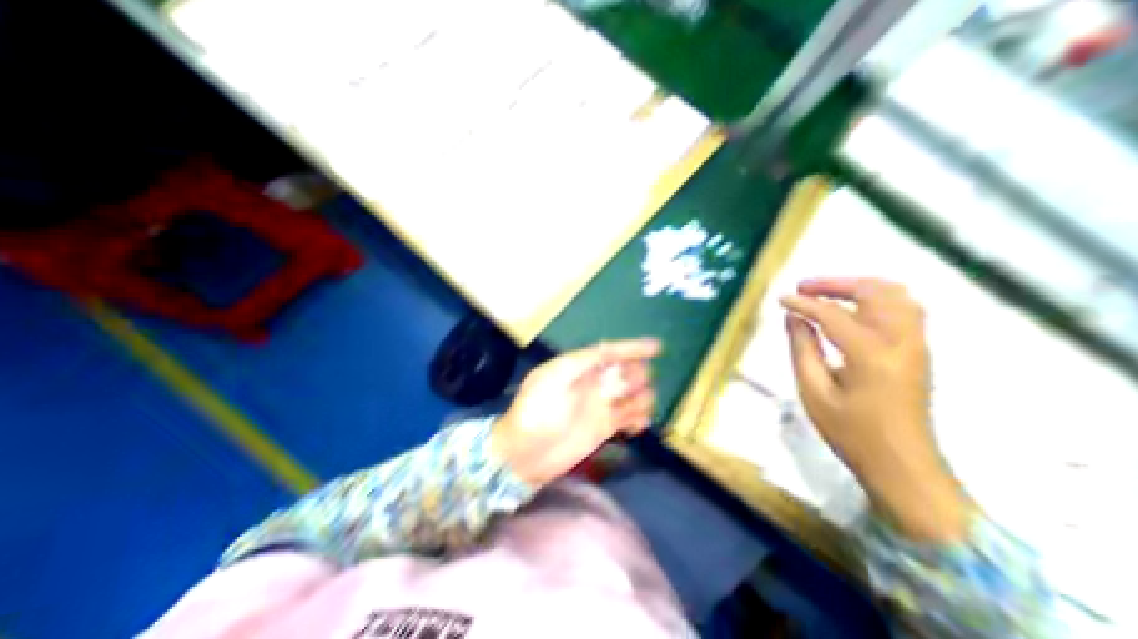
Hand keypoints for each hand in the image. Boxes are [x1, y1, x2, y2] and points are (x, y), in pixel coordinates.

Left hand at [495, 340, 662, 483]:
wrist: (523, 453)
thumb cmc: (535, 411)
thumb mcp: (553, 378)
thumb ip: (581, 363)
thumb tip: (611, 354)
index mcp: (579, 367)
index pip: (610, 352)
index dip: (633, 348)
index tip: (658, 347)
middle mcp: (593, 383)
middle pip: (625, 371)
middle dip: (633, 374)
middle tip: (624, 389)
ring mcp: (600, 406)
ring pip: (632, 394)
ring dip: (641, 397)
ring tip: (632, 408)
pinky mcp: (605, 428)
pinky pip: (630, 417)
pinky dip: (639, 417)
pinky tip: (639, 424)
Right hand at [783, 276, 968, 539]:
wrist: (903, 465)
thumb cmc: (851, 431)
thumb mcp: (814, 391)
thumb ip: (802, 348)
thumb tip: (793, 318)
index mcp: (871, 355)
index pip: (832, 314)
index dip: (803, 303)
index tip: (780, 299)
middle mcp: (901, 342)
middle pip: (875, 292)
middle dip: (836, 283)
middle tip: (804, 288)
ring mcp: (916, 345)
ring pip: (896, 295)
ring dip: (858, 287)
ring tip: (826, 292)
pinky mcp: (918, 352)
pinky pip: (903, 309)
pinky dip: (875, 299)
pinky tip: (851, 309)